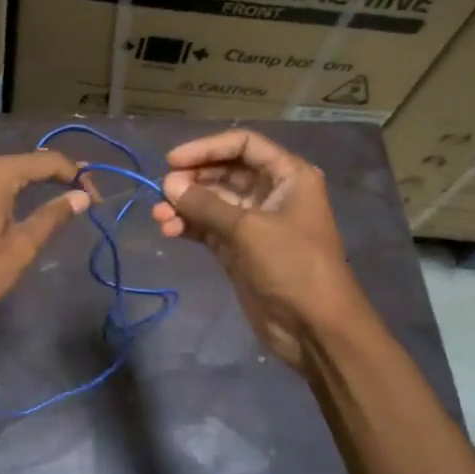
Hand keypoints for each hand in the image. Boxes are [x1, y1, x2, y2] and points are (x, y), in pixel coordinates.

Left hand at [0, 150, 92, 335]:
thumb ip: (51, 217)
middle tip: (80, 198)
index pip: (46, 161)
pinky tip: (11, 211)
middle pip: (22, 163)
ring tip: (51, 202)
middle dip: (54, 176)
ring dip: (28, 184)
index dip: (75, 176)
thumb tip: (80, 197)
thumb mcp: (19, 248)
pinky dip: (3, 193)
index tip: (95, 200)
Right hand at [150, 130, 367, 365]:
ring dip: (185, 205)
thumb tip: (168, 185)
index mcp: (288, 176)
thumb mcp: (248, 229)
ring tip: (159, 216)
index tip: (172, 161)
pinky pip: (209, 228)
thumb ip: (206, 204)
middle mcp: (271, 193)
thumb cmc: (292, 266)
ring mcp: (254, 223)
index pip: (244, 145)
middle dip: (193, 179)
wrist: (316, 328)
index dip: (207, 147)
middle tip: (162, 191)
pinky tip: (168, 230)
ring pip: (213, 202)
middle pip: (225, 172)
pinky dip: (189, 226)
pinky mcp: (240, 250)